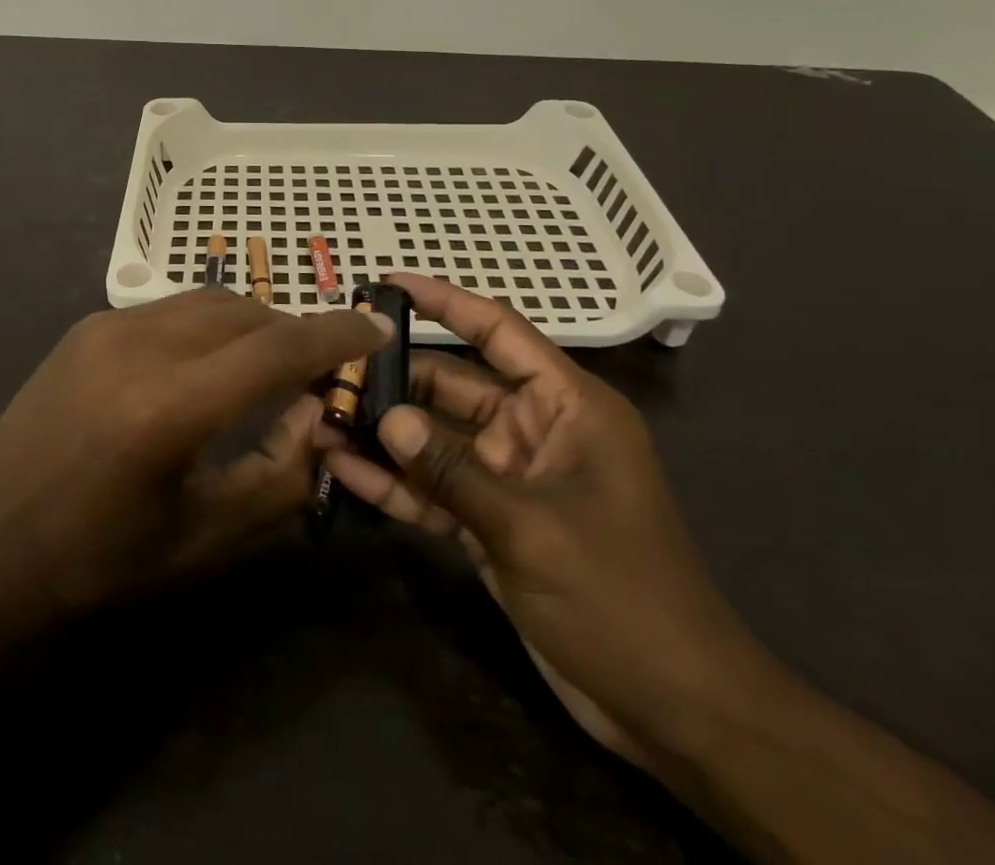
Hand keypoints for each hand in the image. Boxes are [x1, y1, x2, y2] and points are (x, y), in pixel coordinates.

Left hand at [0, 289, 390, 643]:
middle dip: (294, 330)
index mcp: (169, 407)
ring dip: (252, 323)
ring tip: (270, 363)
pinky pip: (169, 309)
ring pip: (208, 301)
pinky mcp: (85, 326)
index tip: (376, 328)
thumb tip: (322, 414)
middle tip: (322, 365)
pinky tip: (208, 364)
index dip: (335, 336)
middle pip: (246, 312)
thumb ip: (279, 473)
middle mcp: (138, 345)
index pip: (276, 349)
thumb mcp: (204, 537)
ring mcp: (105, 327)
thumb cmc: (100, 563)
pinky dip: (208, 325)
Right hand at [321, 274, 779, 770]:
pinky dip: (398, 483)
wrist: (674, 709)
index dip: (444, 301)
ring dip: (386, 434)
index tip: (388, 284)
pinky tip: (343, 472)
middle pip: (452, 386)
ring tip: (321, 418)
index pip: (498, 331)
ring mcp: (510, 477)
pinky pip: (437, 489)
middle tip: (329, 369)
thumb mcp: (531, 527)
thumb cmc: (620, 597)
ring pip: (436, 439)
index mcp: (566, 406)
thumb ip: (452, 471)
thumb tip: (385, 418)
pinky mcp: (492, 521)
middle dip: (394, 379)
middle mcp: (534, 429)